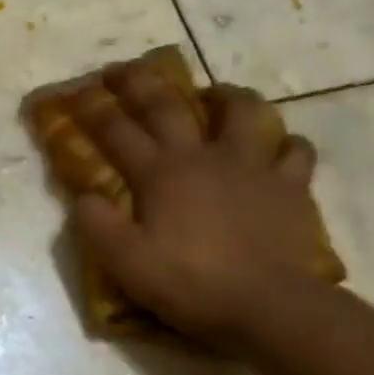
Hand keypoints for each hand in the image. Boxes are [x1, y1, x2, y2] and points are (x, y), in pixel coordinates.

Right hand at [70, 65, 329, 347]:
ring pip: (244, 112)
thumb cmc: (190, 284)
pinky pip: (295, 152)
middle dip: (141, 83)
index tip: (78, 92)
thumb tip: (85, 198)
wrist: (267, 305)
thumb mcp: (126, 263)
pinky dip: (285, 145)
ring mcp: (253, 167)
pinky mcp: (290, 186)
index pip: (119, 133)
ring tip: (217, 96)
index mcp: (162, 174)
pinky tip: (279, 150)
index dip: (95, 111)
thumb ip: (98, 227)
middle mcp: (205, 157)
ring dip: (226, 97)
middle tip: (126, 69)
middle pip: (170, 106)